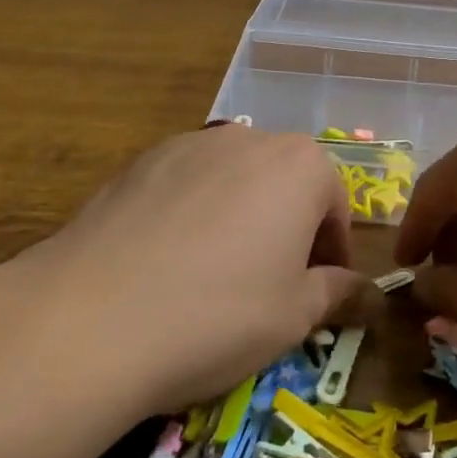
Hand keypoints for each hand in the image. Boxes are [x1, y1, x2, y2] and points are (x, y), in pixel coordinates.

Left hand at [0, 126, 362, 414]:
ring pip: (234, 180)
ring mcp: (188, 144)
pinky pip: (186, 184)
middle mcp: (248, 139)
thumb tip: (366, 294)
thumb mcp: (294, 317)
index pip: (335, 205)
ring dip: (240, 217)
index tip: (322, 292)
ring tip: (216, 273)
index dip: (333, 252)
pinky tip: (169, 262)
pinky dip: (193, 214)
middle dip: (289, 228)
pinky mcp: (139, 161)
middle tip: (273, 284)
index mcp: (300, 166)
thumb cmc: (217, 315)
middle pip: (285, 183)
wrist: (90, 319)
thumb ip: (337, 293)